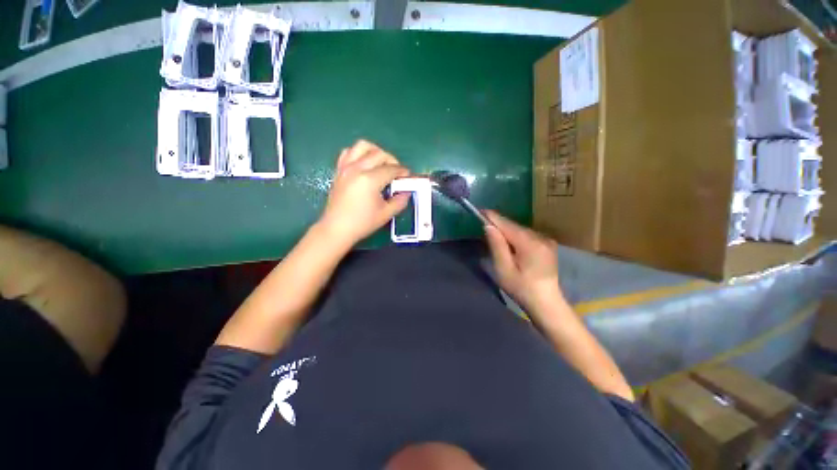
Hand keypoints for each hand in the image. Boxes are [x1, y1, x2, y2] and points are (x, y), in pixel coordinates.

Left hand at [318, 140, 411, 247]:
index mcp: (370, 180)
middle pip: (379, 154)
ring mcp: (346, 167)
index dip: (403, 171)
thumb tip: (406, 192)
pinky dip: (358, 153)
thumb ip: (400, 201)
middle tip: (397, 173)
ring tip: (381, 163)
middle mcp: (357, 168)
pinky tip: (364, 164)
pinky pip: (348, 152)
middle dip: (392, 161)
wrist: (337, 228)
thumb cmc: (362, 223)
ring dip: (375, 151)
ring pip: (362, 146)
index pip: (391, 169)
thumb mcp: (386, 214)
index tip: (408, 177)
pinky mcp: (339, 170)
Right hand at [484, 211, 564, 316]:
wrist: (546, 302)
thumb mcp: (503, 269)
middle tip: (483, 228)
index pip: (506, 224)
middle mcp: (540, 237)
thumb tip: (488, 226)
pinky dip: (515, 236)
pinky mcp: (547, 243)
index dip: (492, 217)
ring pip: (519, 229)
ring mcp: (546, 239)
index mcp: (529, 243)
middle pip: (513, 225)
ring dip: (506, 231)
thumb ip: (496, 245)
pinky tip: (510, 244)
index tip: (479, 211)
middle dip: (498, 225)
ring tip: (495, 237)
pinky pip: (526, 234)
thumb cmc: (521, 288)